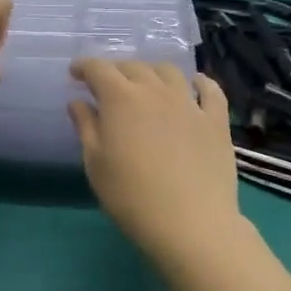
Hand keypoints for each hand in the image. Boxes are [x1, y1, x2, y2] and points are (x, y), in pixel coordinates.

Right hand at [67, 60, 242, 261]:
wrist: (191, 224)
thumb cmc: (131, 197)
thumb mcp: (95, 164)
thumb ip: (86, 127)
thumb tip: (78, 102)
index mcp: (121, 99)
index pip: (98, 69)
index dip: (84, 67)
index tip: (75, 74)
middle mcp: (155, 90)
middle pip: (133, 67)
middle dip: (115, 71)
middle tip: (106, 86)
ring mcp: (189, 103)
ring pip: (169, 72)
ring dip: (152, 72)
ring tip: (146, 85)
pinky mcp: (216, 120)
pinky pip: (209, 89)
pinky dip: (198, 82)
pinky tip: (193, 86)